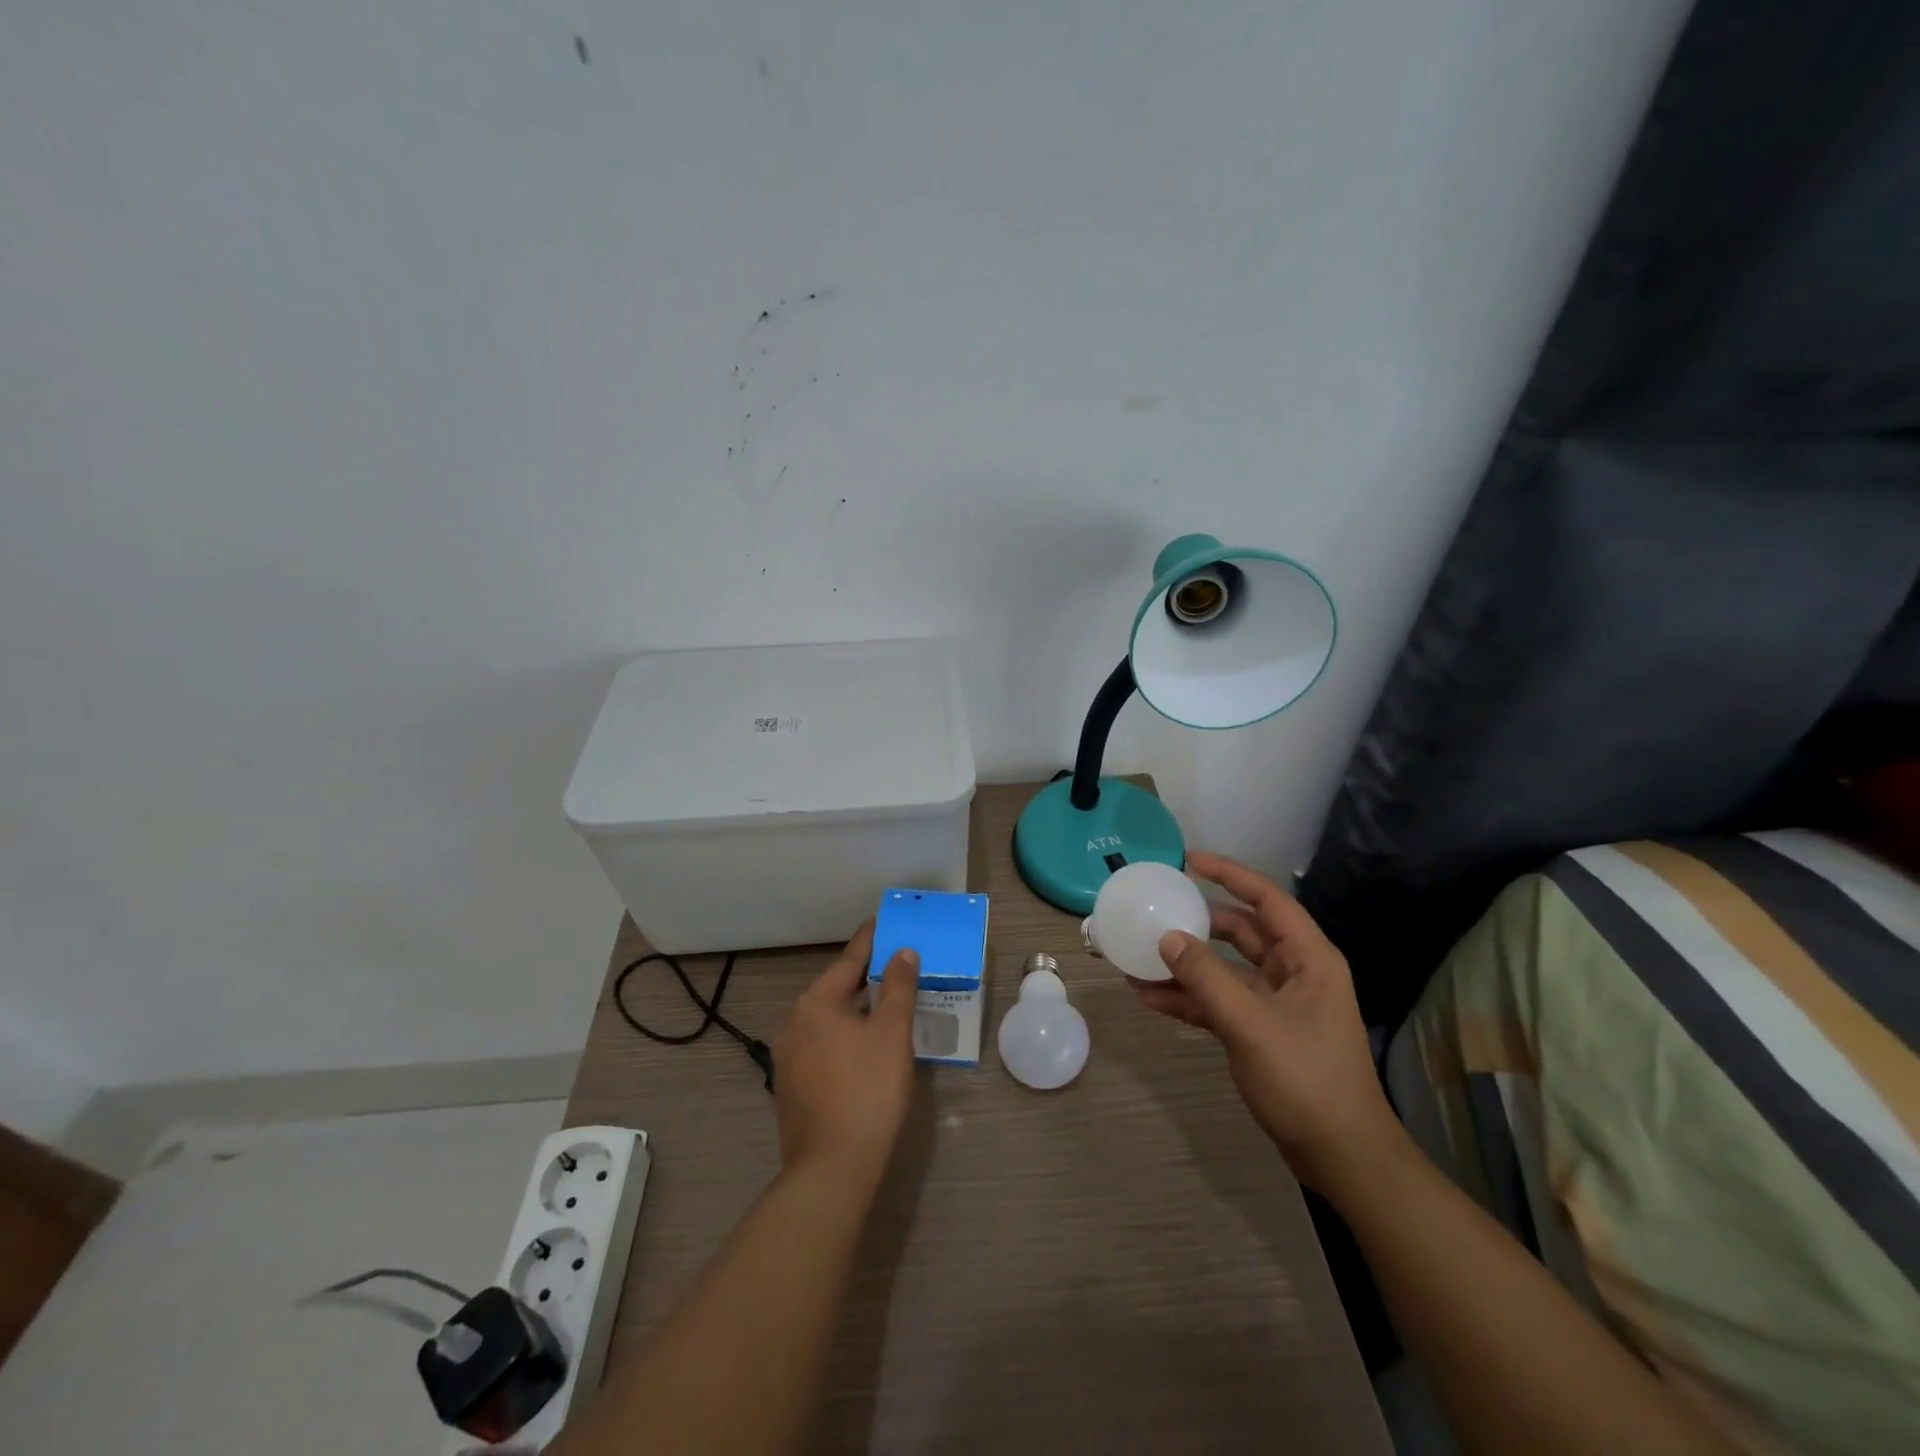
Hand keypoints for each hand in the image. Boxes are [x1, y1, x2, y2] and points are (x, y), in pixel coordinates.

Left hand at [773, 923, 919, 1184]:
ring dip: (856, 1008)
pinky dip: (844, 1035)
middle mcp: (794, 1023)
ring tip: (886, 1003)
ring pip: (828, 1019)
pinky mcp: (791, 1086)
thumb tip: (902, 952)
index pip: (849, 960)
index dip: (870, 940)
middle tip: (896, 965)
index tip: (884, 922)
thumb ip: (898, 987)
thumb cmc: (867, 1090)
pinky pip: (822, 1045)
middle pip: (836, 989)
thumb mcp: (892, 1033)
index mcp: (815, 1003)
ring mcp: (788, 1057)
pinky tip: (865, 1046)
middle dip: (866, 977)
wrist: (832, 1168)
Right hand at [1134, 851, 1404, 1195]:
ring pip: (1225, 968)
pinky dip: (1188, 998)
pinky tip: (1149, 997)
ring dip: (1186, 964)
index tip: (1188, 860)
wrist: (1341, 1156)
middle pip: (1241, 931)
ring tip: (1138, 956)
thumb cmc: (1307, 1080)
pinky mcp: (1261, 1031)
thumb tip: (1167, 937)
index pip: (1266, 899)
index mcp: (1307, 958)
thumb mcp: (1251, 1025)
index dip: (1229, 874)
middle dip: (1198, 922)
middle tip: (1156, 909)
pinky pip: (1219, 1001)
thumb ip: (1206, 978)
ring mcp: (1276, 1003)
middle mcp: (1293, 972)